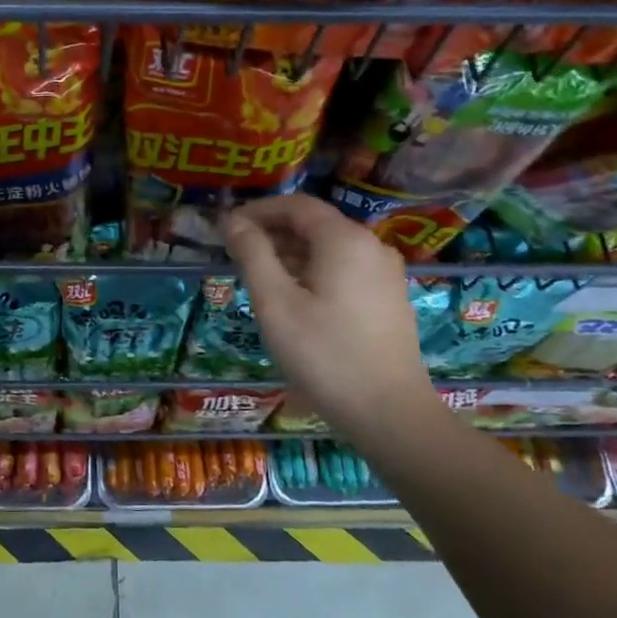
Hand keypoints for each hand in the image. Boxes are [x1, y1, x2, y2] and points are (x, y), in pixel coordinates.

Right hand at [224, 194, 435, 428]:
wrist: (388, 411)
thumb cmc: (324, 354)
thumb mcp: (275, 303)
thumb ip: (253, 255)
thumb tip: (234, 223)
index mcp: (344, 240)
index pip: (297, 206)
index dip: (259, 211)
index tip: (227, 228)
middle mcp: (371, 246)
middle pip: (315, 225)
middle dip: (273, 233)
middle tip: (237, 256)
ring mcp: (385, 273)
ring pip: (329, 249)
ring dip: (291, 254)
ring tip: (259, 279)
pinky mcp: (388, 298)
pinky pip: (345, 270)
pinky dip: (313, 272)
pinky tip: (294, 300)